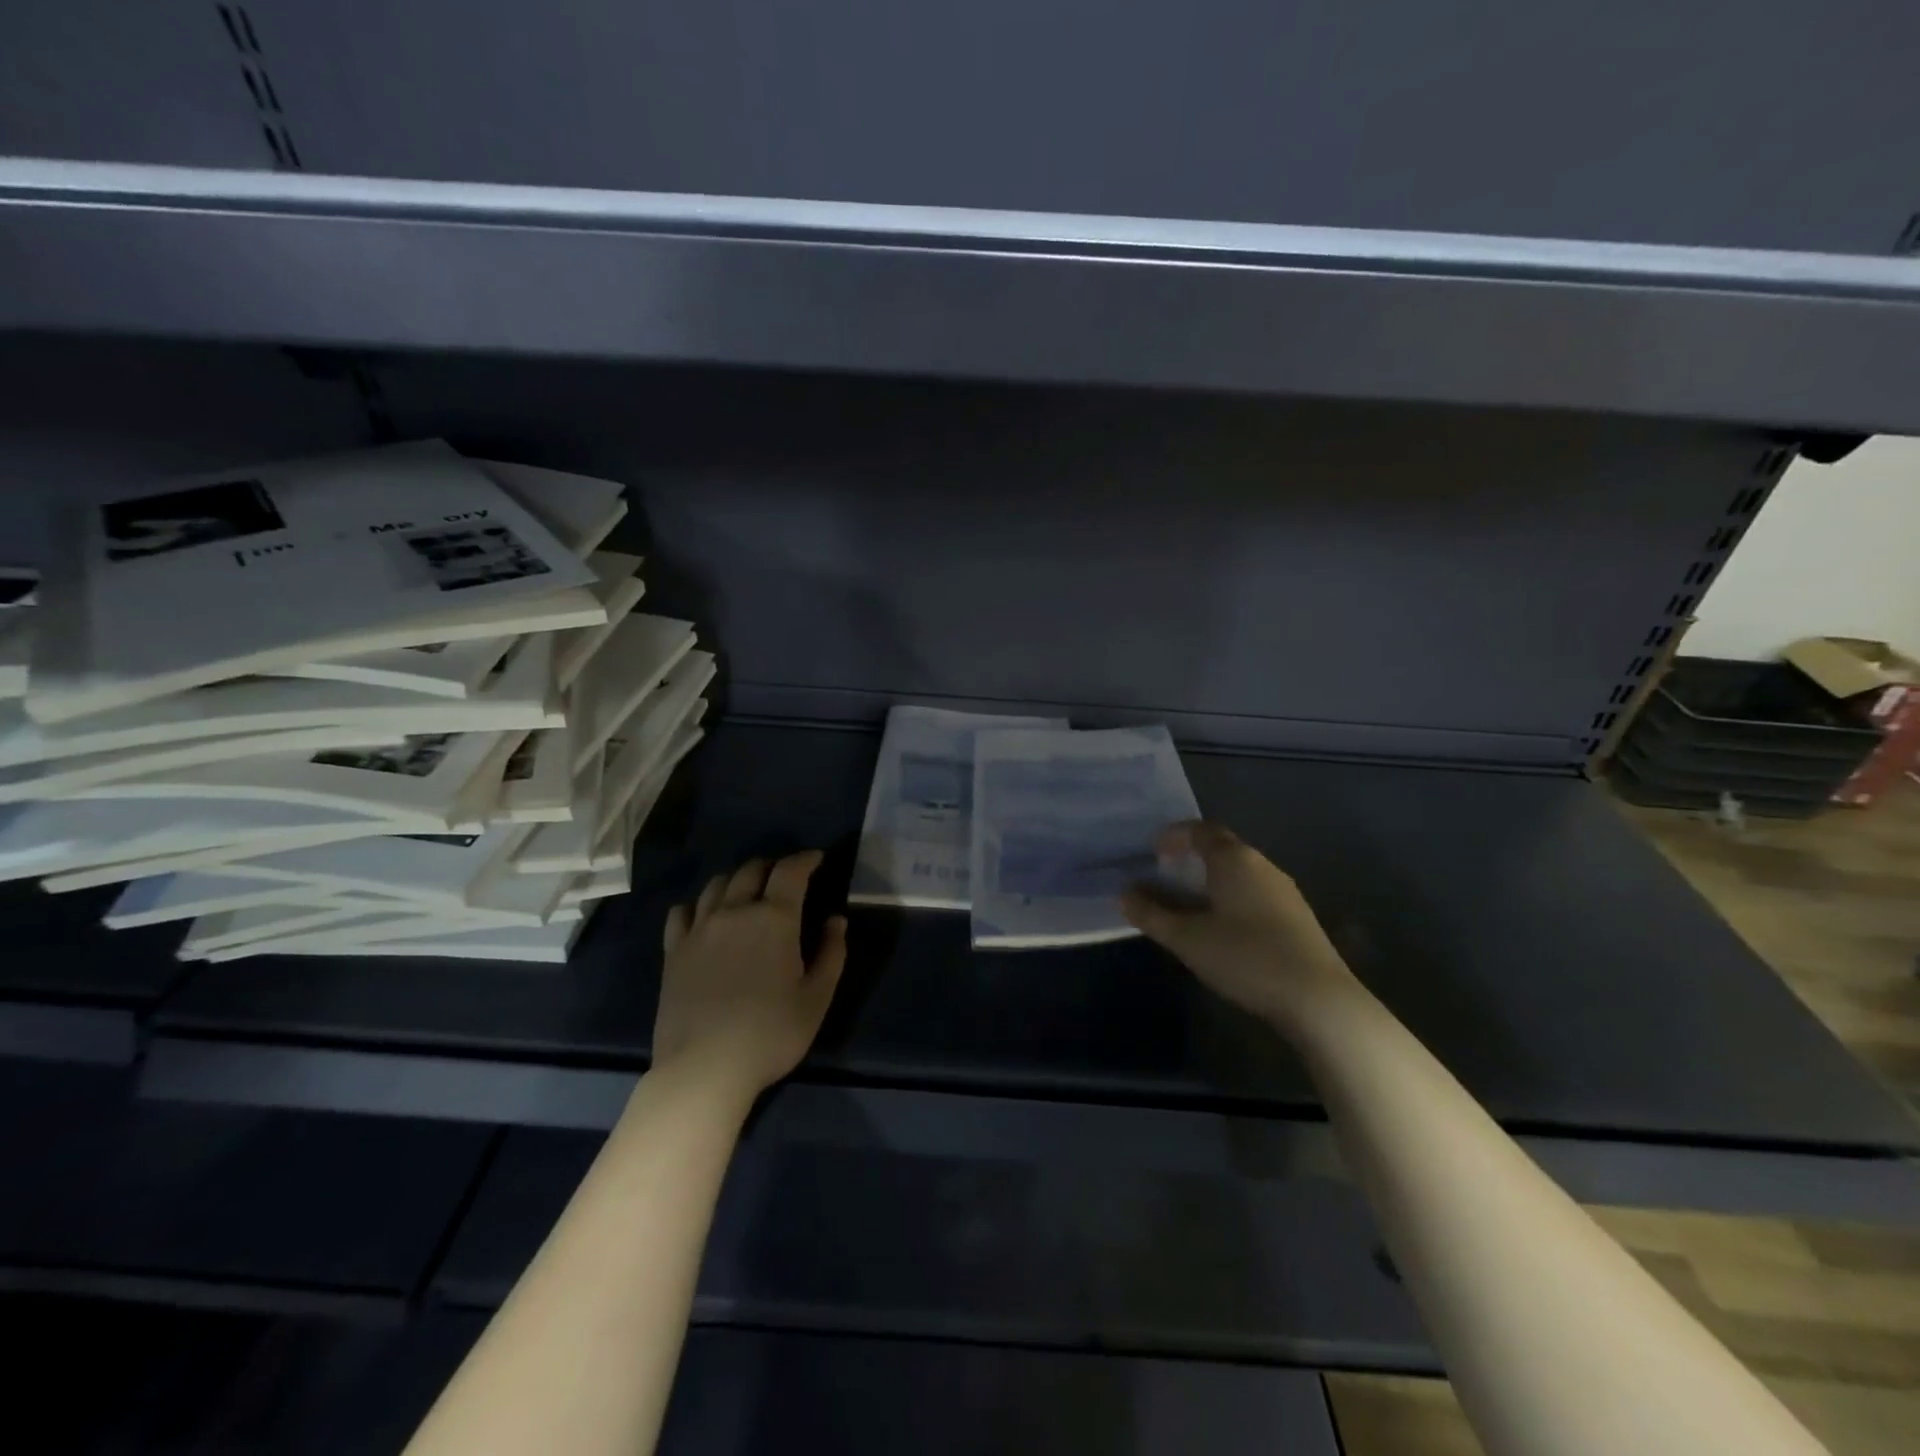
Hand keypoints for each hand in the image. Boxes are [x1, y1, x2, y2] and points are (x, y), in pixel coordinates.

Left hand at [655, 850, 846, 1100]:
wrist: (704, 1068)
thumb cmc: (771, 1034)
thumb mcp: (817, 998)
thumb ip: (832, 953)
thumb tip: (835, 920)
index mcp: (774, 918)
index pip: (790, 870)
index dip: (806, 859)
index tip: (817, 859)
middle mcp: (735, 911)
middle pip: (752, 869)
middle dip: (773, 866)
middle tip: (785, 877)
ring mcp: (699, 929)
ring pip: (717, 884)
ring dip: (737, 879)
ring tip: (748, 892)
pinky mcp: (674, 950)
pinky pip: (682, 911)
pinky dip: (699, 903)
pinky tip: (706, 915)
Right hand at [1121, 821, 1358, 1029]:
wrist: (1318, 999)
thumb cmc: (1245, 957)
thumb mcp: (1187, 938)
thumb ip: (1151, 913)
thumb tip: (1123, 894)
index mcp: (1234, 860)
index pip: (1201, 830)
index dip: (1175, 835)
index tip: (1154, 851)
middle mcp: (1262, 865)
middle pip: (1222, 848)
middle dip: (1191, 858)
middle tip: (1166, 877)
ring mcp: (1284, 891)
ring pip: (1240, 873)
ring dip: (1211, 881)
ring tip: (1189, 904)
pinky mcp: (1297, 917)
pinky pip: (1254, 893)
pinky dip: (1231, 898)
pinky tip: (1223, 928)